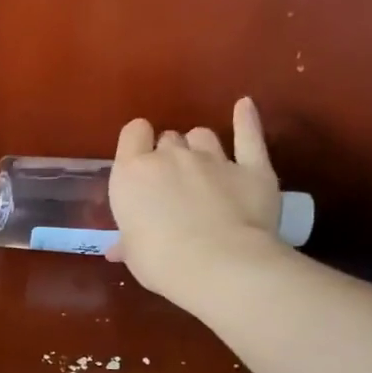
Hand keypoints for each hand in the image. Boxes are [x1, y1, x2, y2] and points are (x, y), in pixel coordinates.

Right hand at [108, 97, 285, 309]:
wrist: (218, 265)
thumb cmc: (160, 262)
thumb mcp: (134, 254)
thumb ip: (128, 242)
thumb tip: (118, 249)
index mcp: (133, 173)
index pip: (133, 133)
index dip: (137, 144)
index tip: (139, 162)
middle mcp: (171, 156)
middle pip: (169, 139)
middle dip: (169, 155)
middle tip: (172, 184)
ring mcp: (214, 159)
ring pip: (203, 136)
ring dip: (200, 147)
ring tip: (202, 168)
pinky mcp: (252, 167)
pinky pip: (249, 136)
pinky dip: (247, 120)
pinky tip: (244, 107)